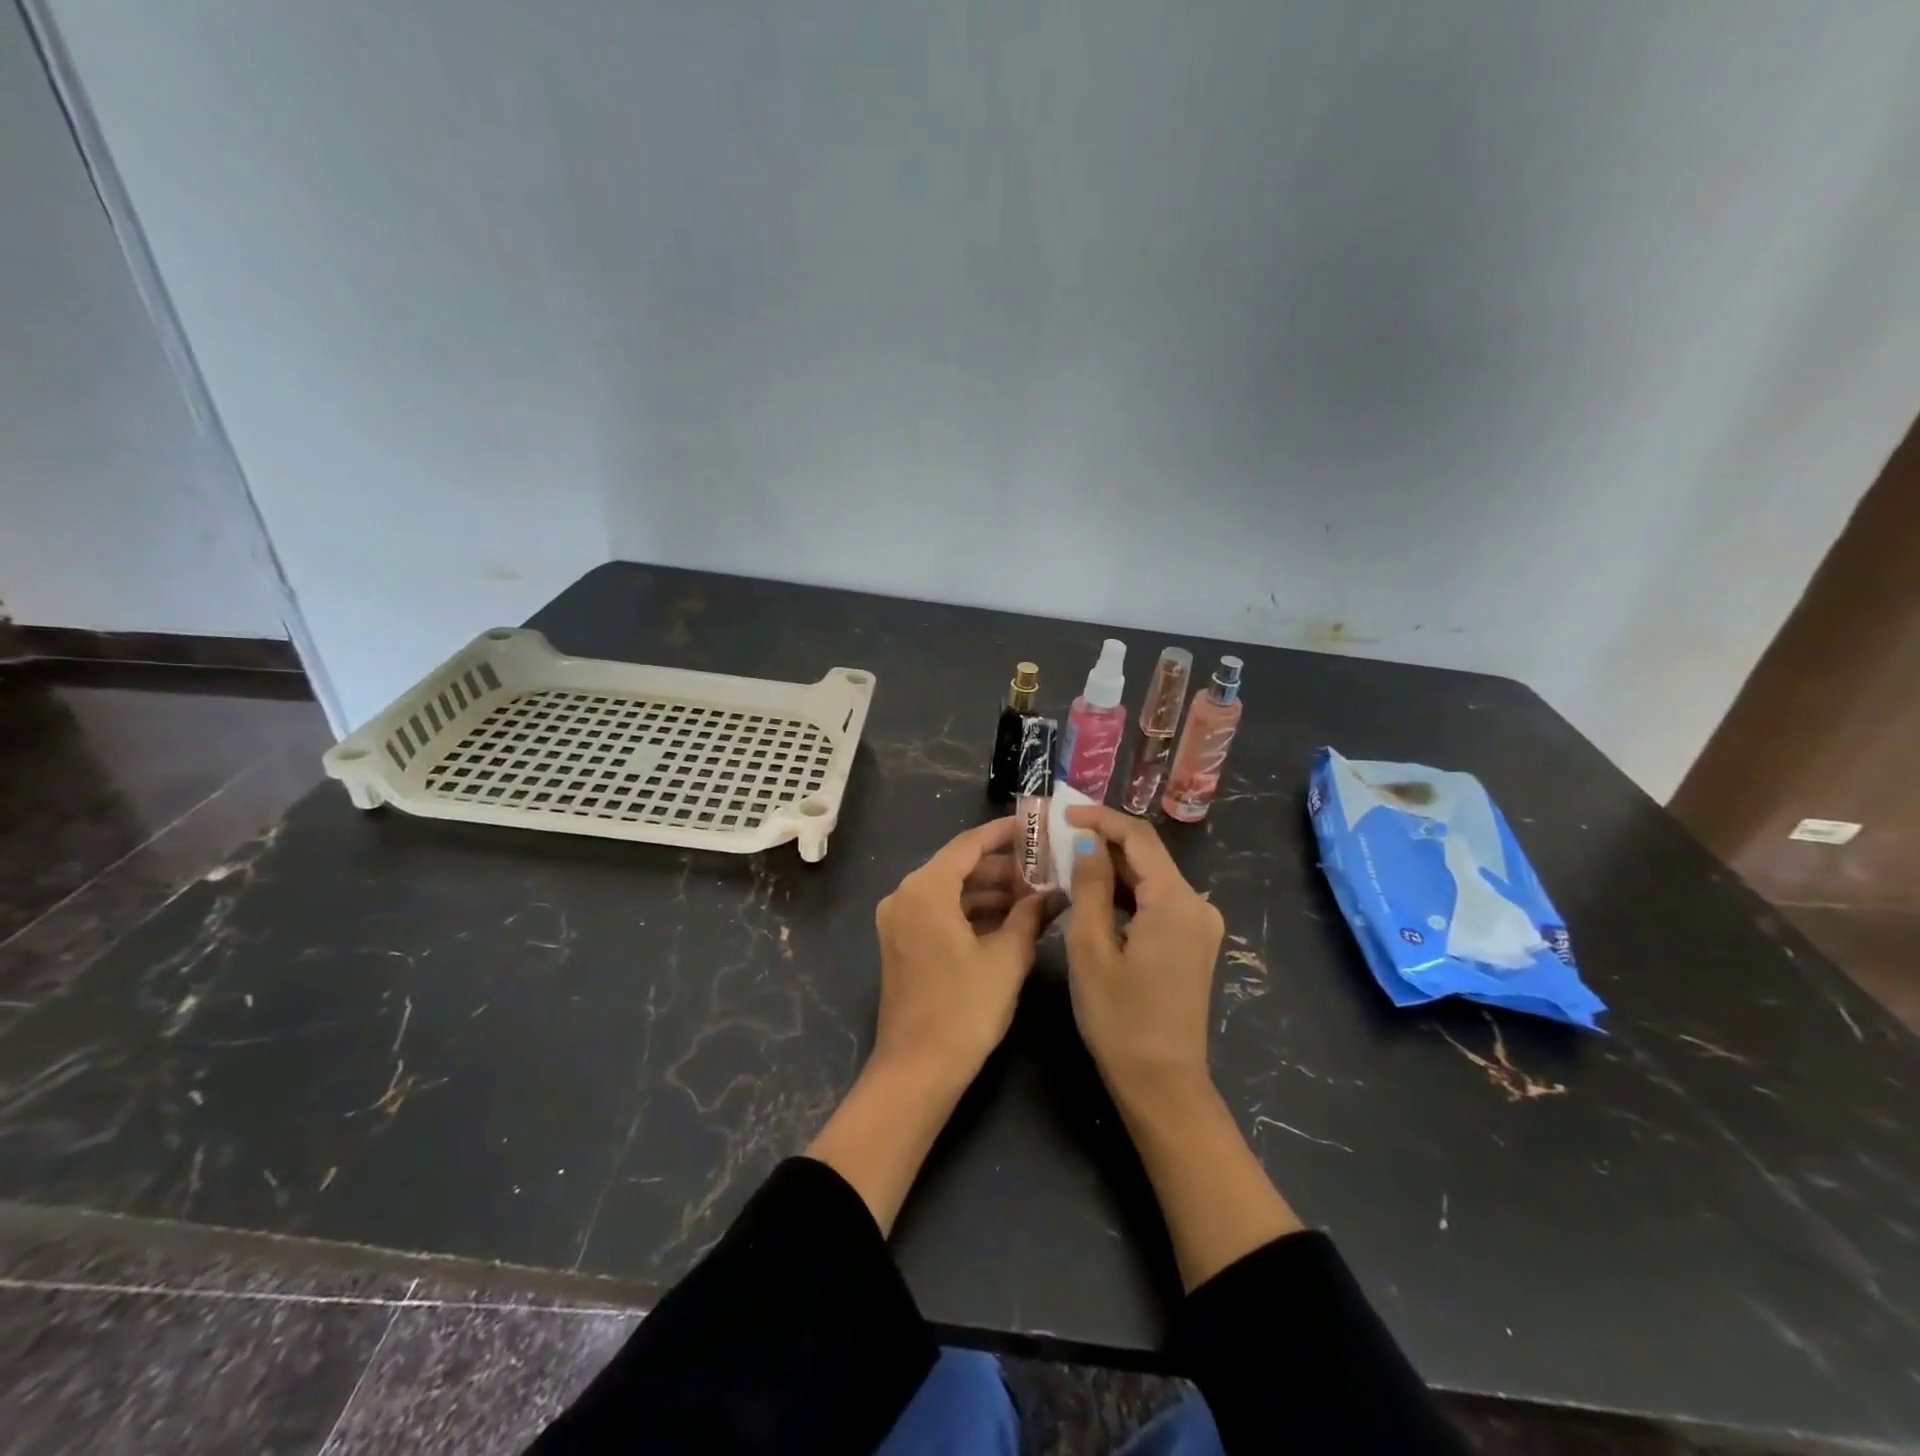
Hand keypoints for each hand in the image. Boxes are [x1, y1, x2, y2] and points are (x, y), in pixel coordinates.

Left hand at [871, 817, 1053, 1084]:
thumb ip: (1030, 916)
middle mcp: (905, 896)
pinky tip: (1009, 922)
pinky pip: (940, 913)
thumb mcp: (1007, 958)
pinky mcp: (902, 944)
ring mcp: (899, 921)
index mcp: (925, 889)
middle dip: (1003, 868)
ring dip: (990, 892)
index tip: (1034, 825)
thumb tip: (1054, 894)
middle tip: (1045, 869)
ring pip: (951, 891)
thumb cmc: (965, 1008)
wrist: (918, 1069)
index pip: (969, 844)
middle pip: (959, 867)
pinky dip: (972, 913)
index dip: (1003, 833)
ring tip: (1035, 897)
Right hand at [1063, 806, 1224, 1096]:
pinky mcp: (1194, 943)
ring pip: (1152, 879)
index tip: (1064, 814)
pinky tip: (1096, 898)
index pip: (1139, 838)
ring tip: (1068, 865)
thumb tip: (1089, 843)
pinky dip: (1127, 893)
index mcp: (1175, 902)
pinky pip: (1159, 901)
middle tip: (1058, 840)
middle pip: (1149, 856)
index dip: (1101, 818)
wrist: (1162, 1083)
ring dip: (1113, 868)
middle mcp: (1197, 905)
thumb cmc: (1119, 1018)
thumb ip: (1090, 887)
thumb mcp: (1091, 948)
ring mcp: (1200, 925)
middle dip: (1104, 843)